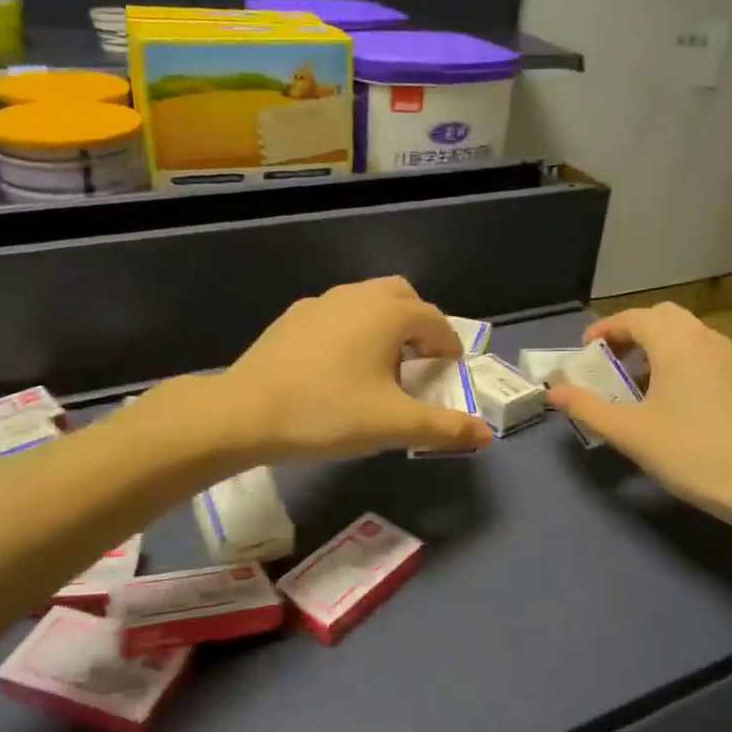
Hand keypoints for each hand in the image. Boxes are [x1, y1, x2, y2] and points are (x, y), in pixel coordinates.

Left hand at [221, 277, 491, 460]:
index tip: (448, 375)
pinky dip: (352, 330)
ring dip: (385, 325)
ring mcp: (320, 303)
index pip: (435, 321)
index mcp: (388, 314)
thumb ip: (444, 427)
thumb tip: (486, 434)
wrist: (245, 413)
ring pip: (367, 302)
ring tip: (381, 366)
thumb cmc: (328, 413)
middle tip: (419, 362)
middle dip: (419, 325)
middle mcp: (357, 296)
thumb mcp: (393, 425)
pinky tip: (338, 367)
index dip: (449, 348)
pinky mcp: (292, 318)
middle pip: (402, 297)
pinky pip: (337, 314)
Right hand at [546, 304, 731, 525]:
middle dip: (631, 333)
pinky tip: (671, 398)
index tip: (584, 353)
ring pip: (686, 334)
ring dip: (656, 347)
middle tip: (610, 362)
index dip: (604, 331)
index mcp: (676, 343)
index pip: (633, 318)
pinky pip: (703, 353)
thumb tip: (553, 391)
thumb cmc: (689, 452)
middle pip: (662, 318)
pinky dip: (679, 360)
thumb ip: (587, 407)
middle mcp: (705, 338)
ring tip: (636, 382)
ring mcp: (729, 357)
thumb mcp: (629, 432)